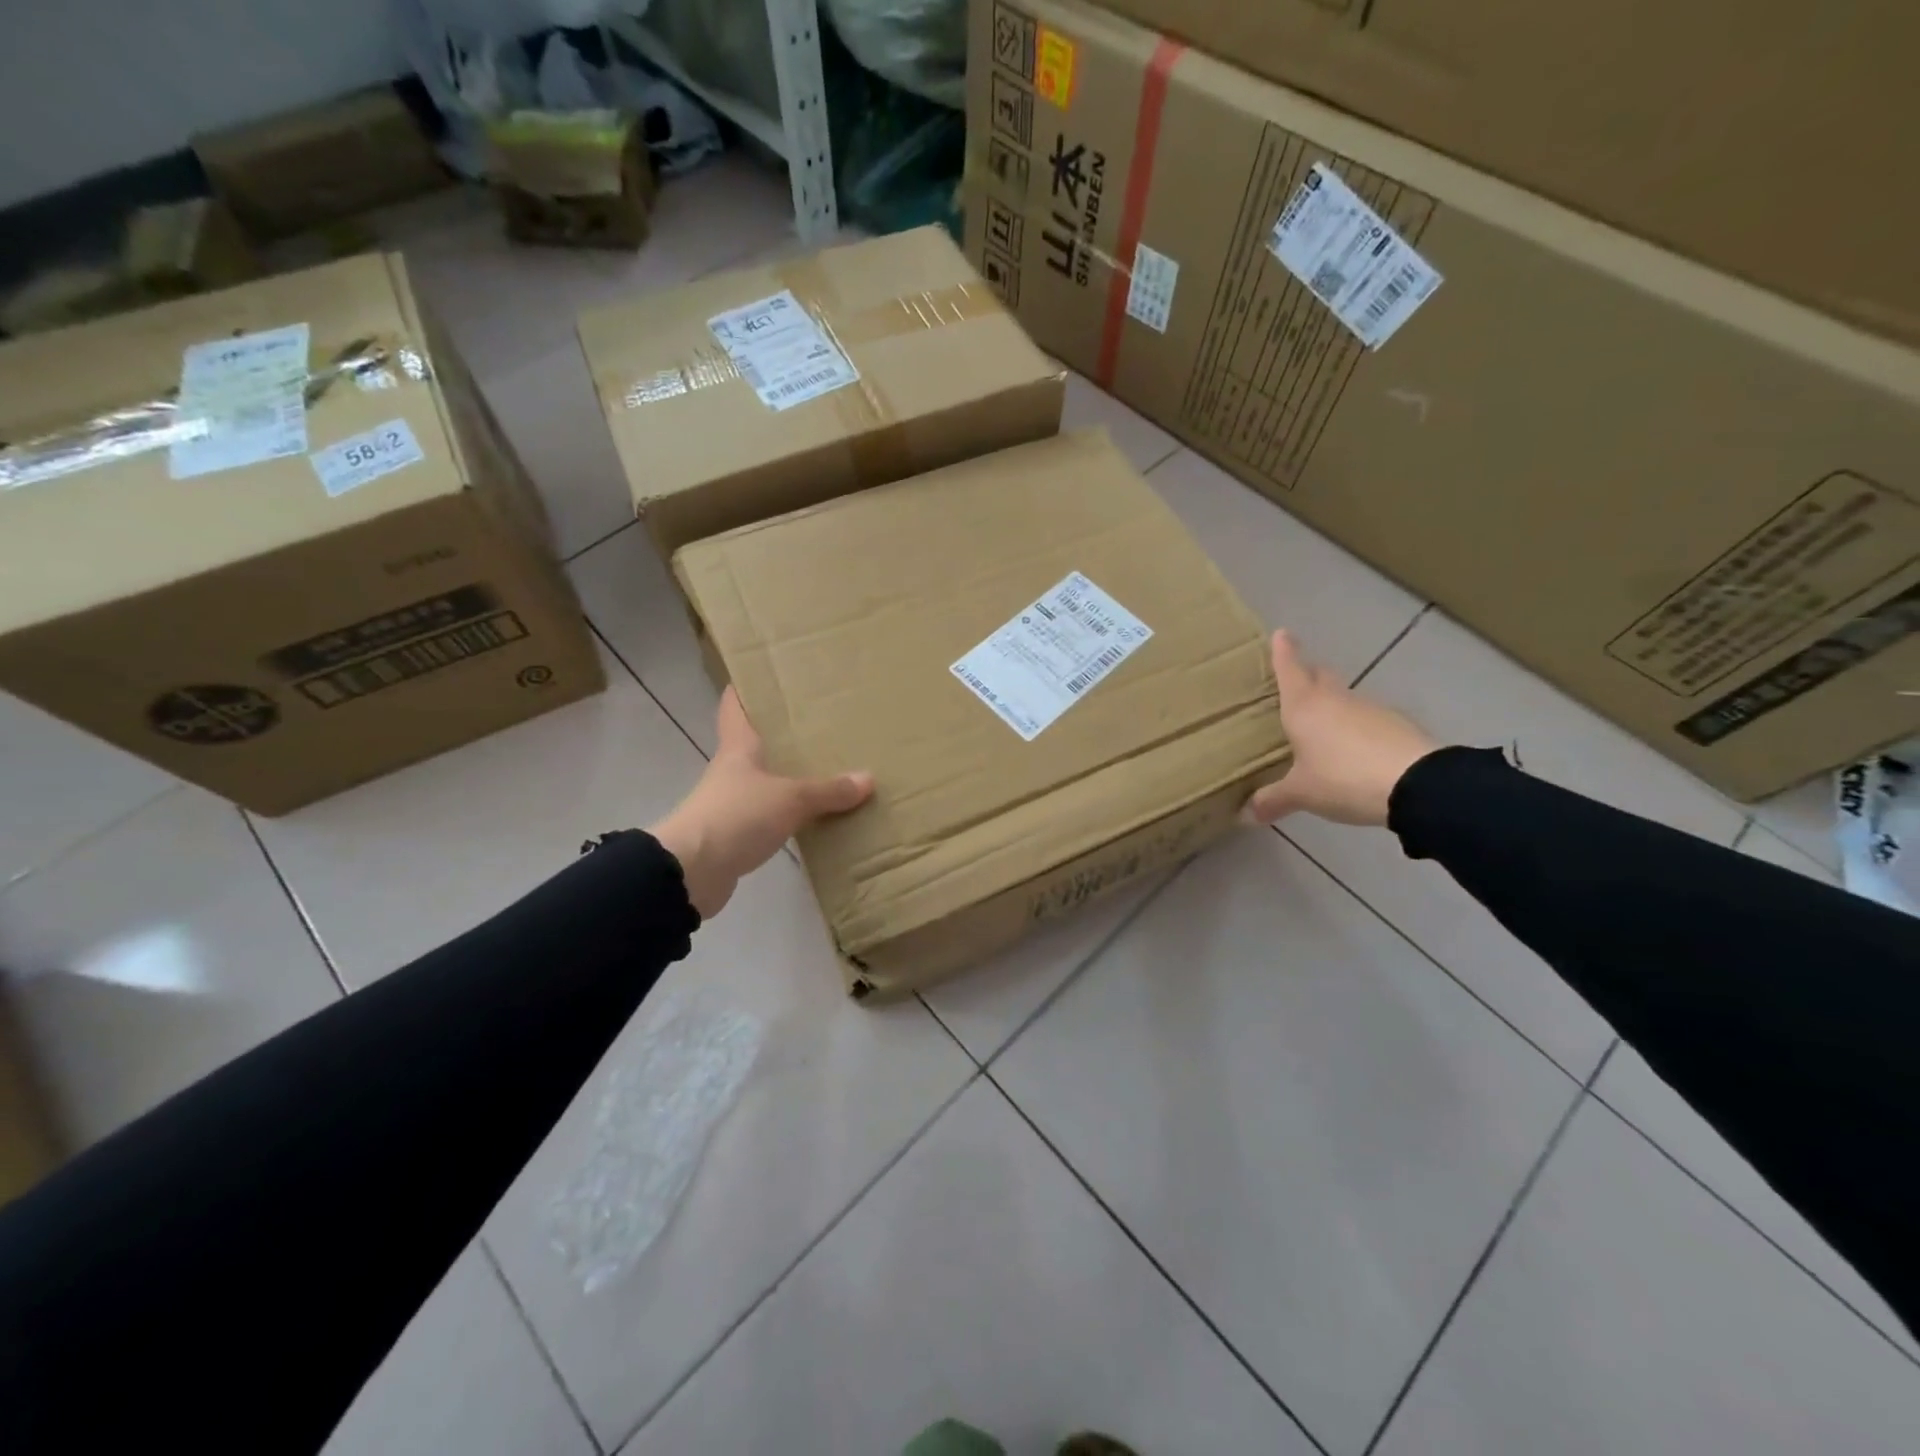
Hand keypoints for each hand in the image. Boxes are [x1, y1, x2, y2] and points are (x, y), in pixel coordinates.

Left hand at [649, 688, 873, 917]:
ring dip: (790, 777)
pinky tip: (816, 816)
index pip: (735, 708)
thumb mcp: (790, 798)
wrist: (691, 873)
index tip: (766, 675)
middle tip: (820, 723)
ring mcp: (732, 804)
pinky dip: (791, 814)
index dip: (746, 689)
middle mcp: (733, 771)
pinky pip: (771, 817)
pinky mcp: (737, 836)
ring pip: (766, 782)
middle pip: (756, 744)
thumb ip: (828, 790)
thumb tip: (868, 779)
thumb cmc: (736, 816)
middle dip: (783, 735)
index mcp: (739, 748)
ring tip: (828, 769)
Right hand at [1246, 630, 1438, 827]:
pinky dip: (1357, 728)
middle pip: (1320, 675)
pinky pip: (1368, 720)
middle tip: (1299, 680)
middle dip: (1309, 674)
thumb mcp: (1302, 793)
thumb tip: (1245, 815)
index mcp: (1304, 706)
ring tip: (1323, 727)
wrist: (1417, 784)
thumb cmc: (1342, 778)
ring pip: (1345, 698)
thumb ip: (1273, 800)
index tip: (1282, 632)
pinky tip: (1355, 750)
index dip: (1283, 651)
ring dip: (1334, 705)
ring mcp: (1370, 709)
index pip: (1289, 669)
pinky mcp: (1396, 725)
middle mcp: (1335, 699)